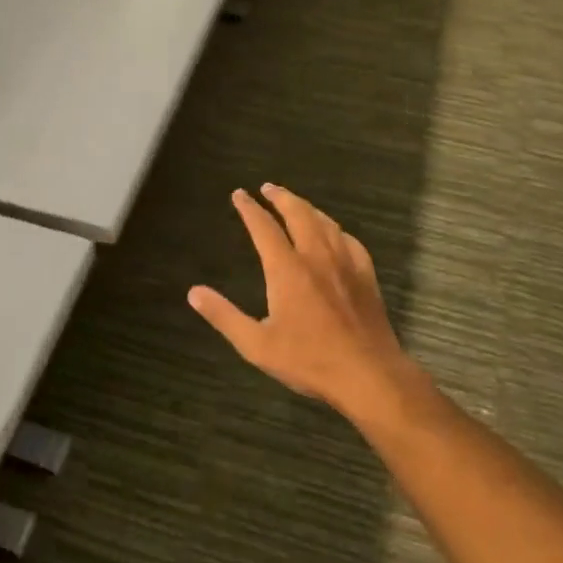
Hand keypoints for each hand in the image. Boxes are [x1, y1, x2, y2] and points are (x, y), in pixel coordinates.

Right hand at [188, 185, 415, 423]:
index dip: (249, 208)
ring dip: (307, 207)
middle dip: (280, 197)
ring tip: (296, 203)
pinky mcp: (366, 275)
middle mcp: (316, 256)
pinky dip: (335, 229)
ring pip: (325, 222)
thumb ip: (224, 316)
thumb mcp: (256, 345)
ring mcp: (345, 263)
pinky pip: (349, 240)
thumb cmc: (309, 361)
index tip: (239, 194)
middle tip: (268, 187)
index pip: (264, 227)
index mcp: (287, 269)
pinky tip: (334, 234)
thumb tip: (194, 292)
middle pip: (298, 213)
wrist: (368, 374)